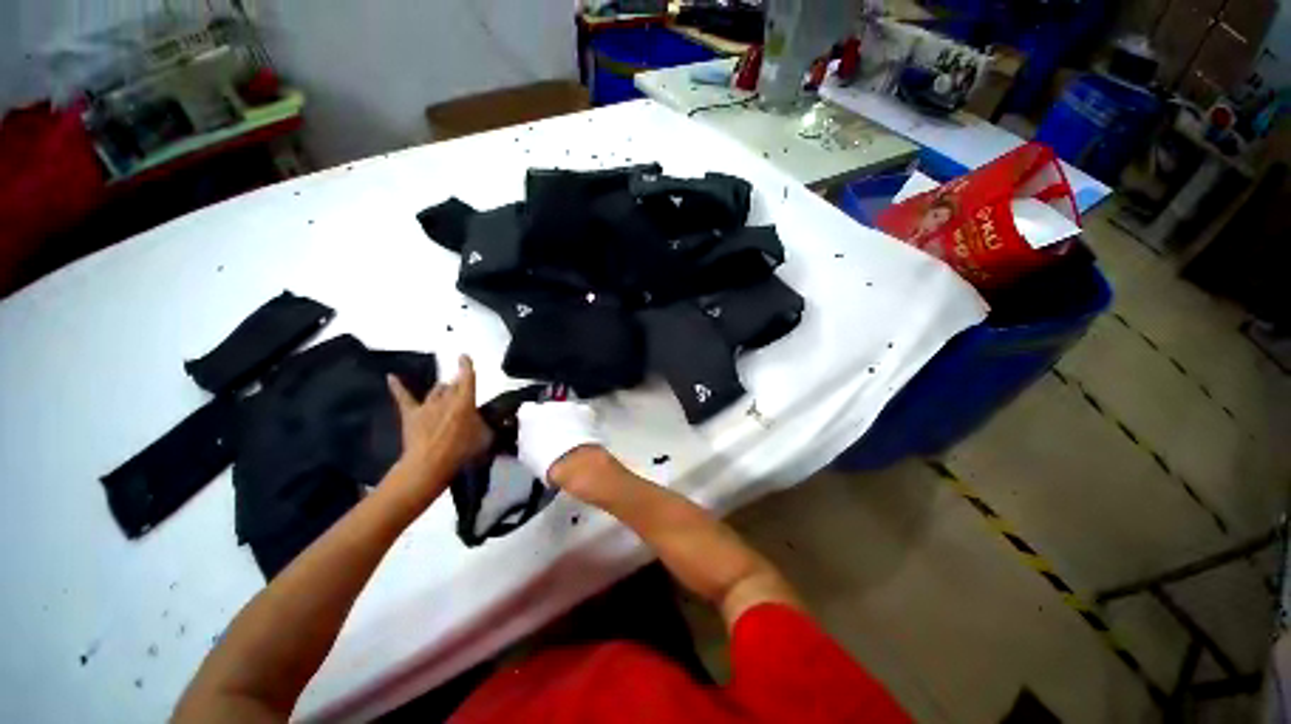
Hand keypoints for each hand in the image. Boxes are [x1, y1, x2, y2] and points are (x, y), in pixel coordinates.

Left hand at [388, 355, 491, 475]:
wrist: (430, 464)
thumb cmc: (461, 451)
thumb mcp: (485, 437)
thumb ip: (484, 424)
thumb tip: (482, 420)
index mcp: (465, 402)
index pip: (467, 378)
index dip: (466, 366)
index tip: (464, 356)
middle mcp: (446, 399)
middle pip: (452, 385)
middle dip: (457, 384)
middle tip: (461, 387)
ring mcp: (427, 406)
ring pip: (436, 390)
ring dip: (442, 389)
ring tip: (446, 389)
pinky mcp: (411, 414)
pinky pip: (403, 397)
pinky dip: (397, 387)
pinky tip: (390, 377)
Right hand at [517, 400, 602, 486]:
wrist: (572, 461)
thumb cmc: (545, 461)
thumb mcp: (525, 455)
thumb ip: (526, 440)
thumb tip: (530, 440)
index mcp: (528, 414)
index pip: (526, 411)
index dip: (531, 421)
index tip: (534, 430)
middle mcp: (548, 405)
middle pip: (548, 409)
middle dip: (550, 419)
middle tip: (553, 435)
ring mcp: (568, 406)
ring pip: (566, 410)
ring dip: (567, 419)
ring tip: (569, 437)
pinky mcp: (585, 411)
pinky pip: (582, 413)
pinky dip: (582, 422)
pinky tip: (582, 435)